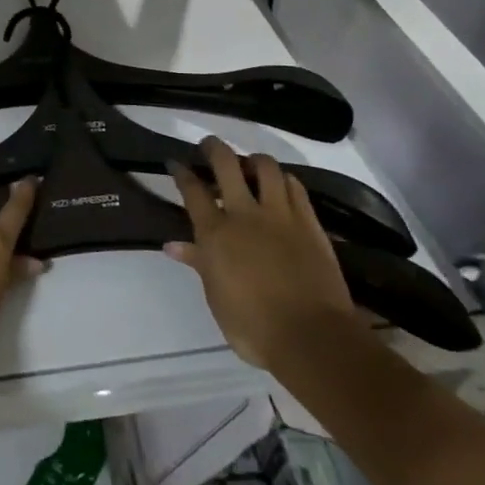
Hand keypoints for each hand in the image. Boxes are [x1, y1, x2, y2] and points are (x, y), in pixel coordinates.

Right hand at [166, 140, 354, 371]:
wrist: (312, 338)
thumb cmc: (252, 326)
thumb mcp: (216, 297)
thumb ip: (198, 263)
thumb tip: (173, 245)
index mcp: (215, 233)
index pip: (192, 190)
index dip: (181, 172)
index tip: (175, 162)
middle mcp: (244, 214)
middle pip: (226, 165)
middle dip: (214, 149)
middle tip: (209, 146)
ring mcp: (280, 215)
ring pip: (265, 167)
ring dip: (253, 160)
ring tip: (248, 164)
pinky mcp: (309, 223)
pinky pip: (295, 187)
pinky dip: (284, 179)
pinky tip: (280, 184)